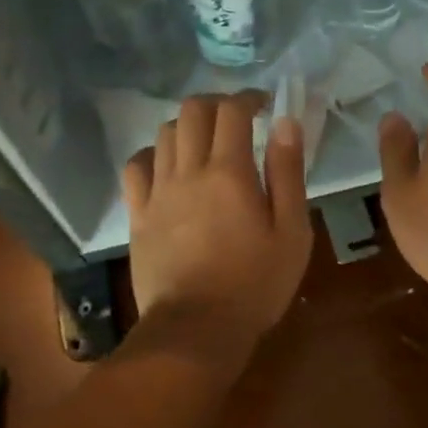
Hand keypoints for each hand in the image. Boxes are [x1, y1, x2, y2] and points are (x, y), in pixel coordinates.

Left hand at [122, 91, 312, 372]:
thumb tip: (285, 123)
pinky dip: (152, 154)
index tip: (263, 105)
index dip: (248, 98)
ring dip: (187, 125)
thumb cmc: (255, 283)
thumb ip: (288, 172)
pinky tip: (167, 165)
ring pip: (164, 133)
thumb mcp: (291, 232)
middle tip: (237, 118)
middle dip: (216, 103)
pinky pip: (136, 167)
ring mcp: (158, 191)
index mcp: (229, 172)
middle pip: (192, 111)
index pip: (232, 111)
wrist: (196, 330)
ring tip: (206, 141)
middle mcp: (189, 171)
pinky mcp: (138, 214)